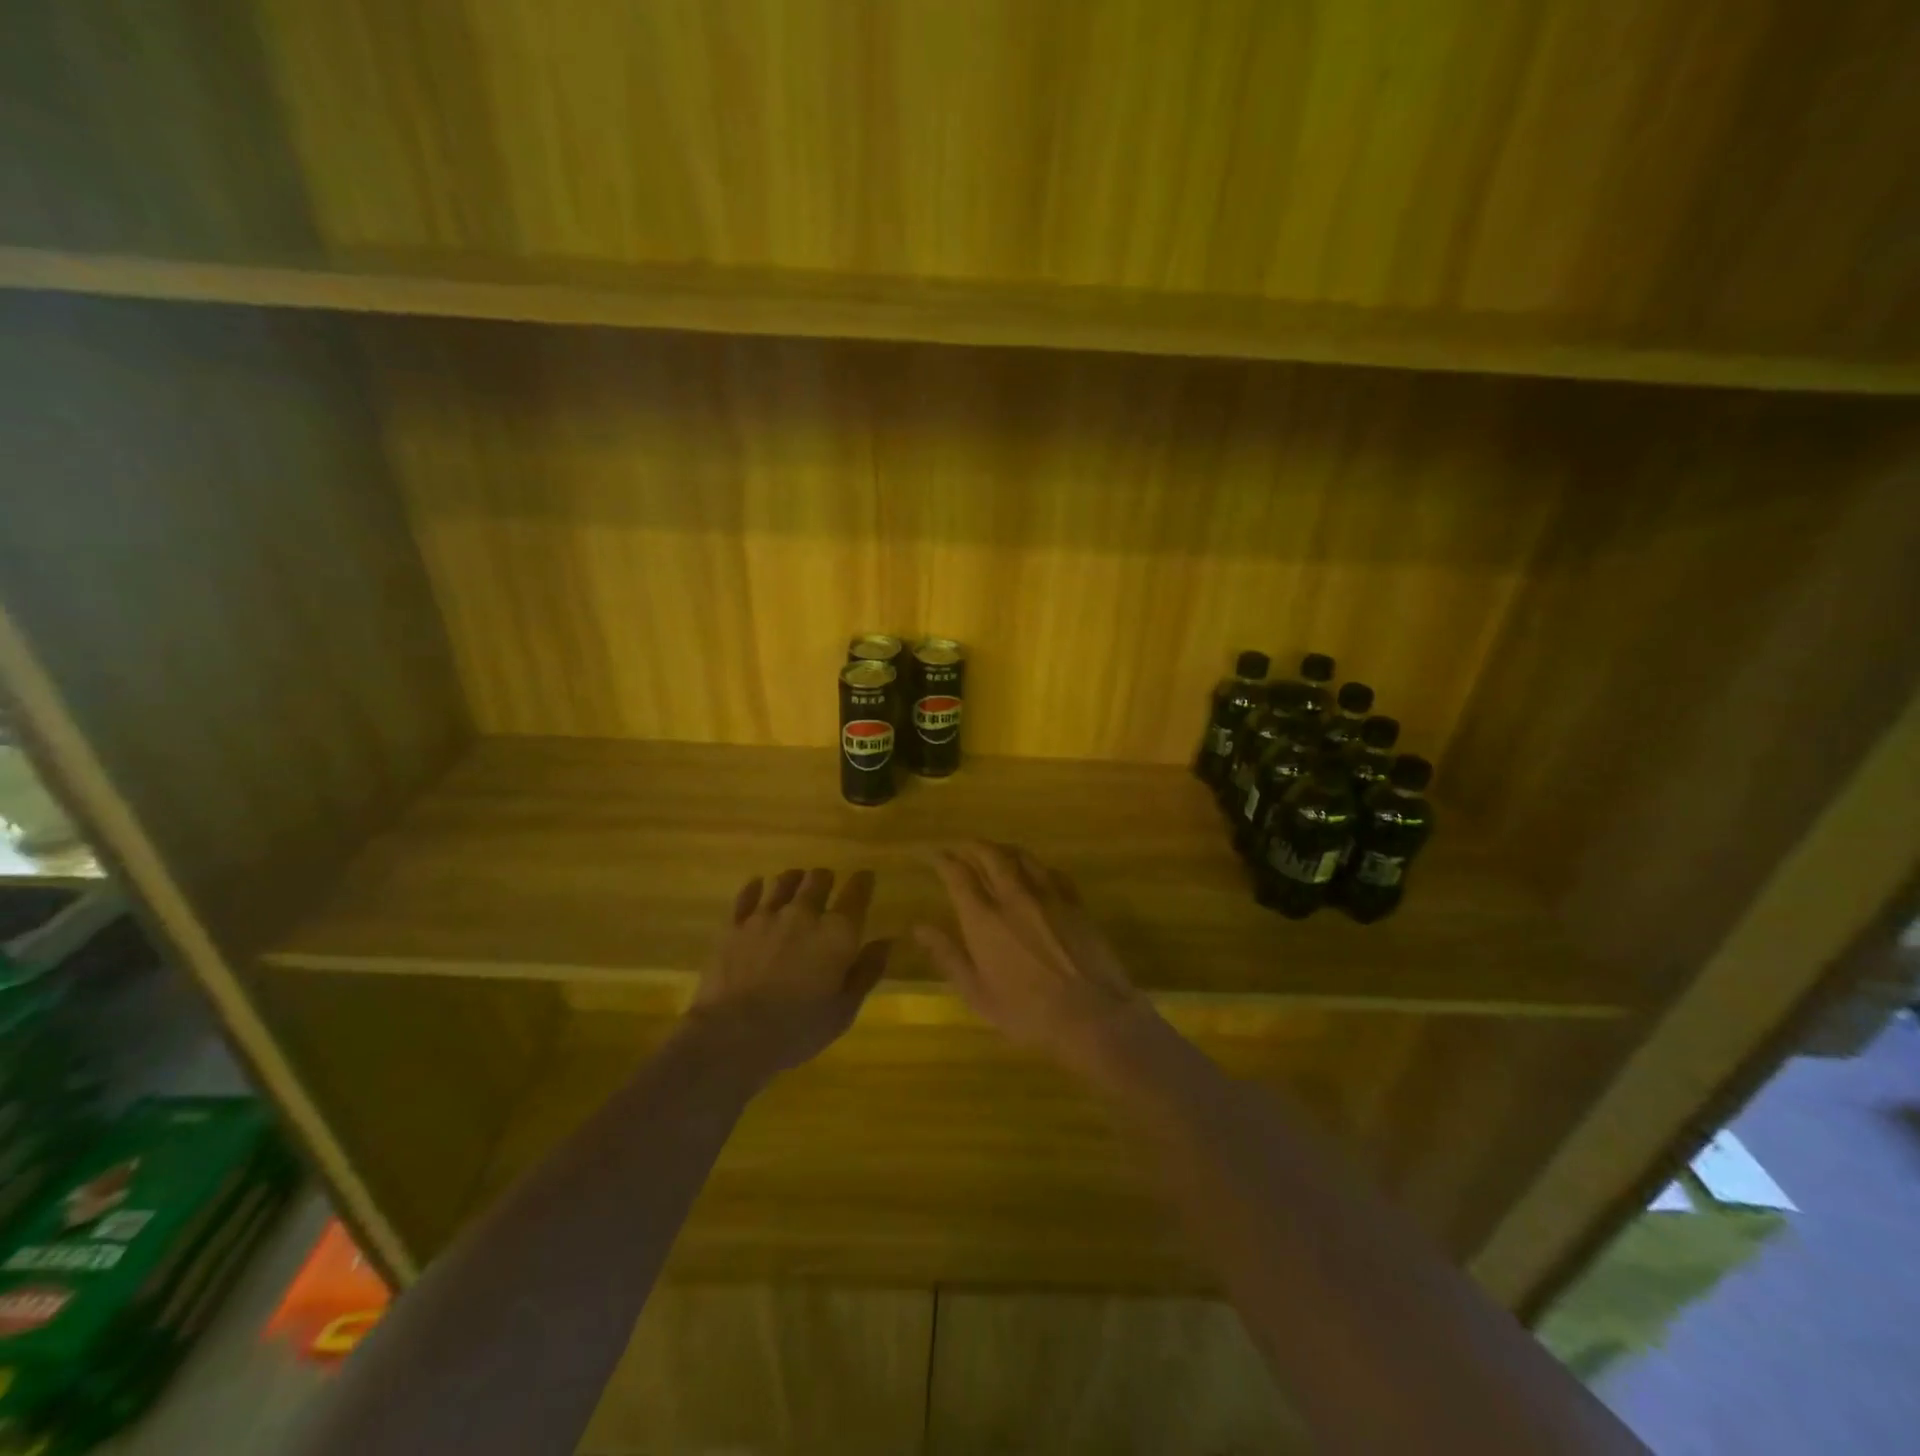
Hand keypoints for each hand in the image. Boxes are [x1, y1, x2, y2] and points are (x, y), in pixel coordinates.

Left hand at [688, 867, 890, 1073]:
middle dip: (826, 878)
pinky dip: (756, 888)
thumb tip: (885, 942)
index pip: (857, 892)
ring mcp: (766, 916)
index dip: (863, 881)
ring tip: (796, 883)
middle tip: (827, 884)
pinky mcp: (734, 925)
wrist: (734, 1035)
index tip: (866, 877)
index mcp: (837, 932)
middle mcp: (804, 913)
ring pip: (784, 881)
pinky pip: (747, 895)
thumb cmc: (798, 1028)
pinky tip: (758, 887)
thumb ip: (867, 971)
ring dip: (794, 880)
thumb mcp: (845, 1009)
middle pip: (818, 879)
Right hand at [915, 842, 1159, 1074]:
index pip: (958, 875)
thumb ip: (948, 956)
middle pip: (990, 855)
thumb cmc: (1027, 1012)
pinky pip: (1051, 871)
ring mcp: (1048, 895)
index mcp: (984, 919)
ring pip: (1021, 856)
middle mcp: (1013, 897)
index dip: (943, 860)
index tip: (934, 854)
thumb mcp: (978, 994)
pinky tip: (1035, 871)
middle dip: (972, 846)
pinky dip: (1035, 865)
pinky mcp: (1074, 901)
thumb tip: (918, 927)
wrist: (1092, 1014)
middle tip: (962, 846)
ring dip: (1002, 849)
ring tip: (994, 851)